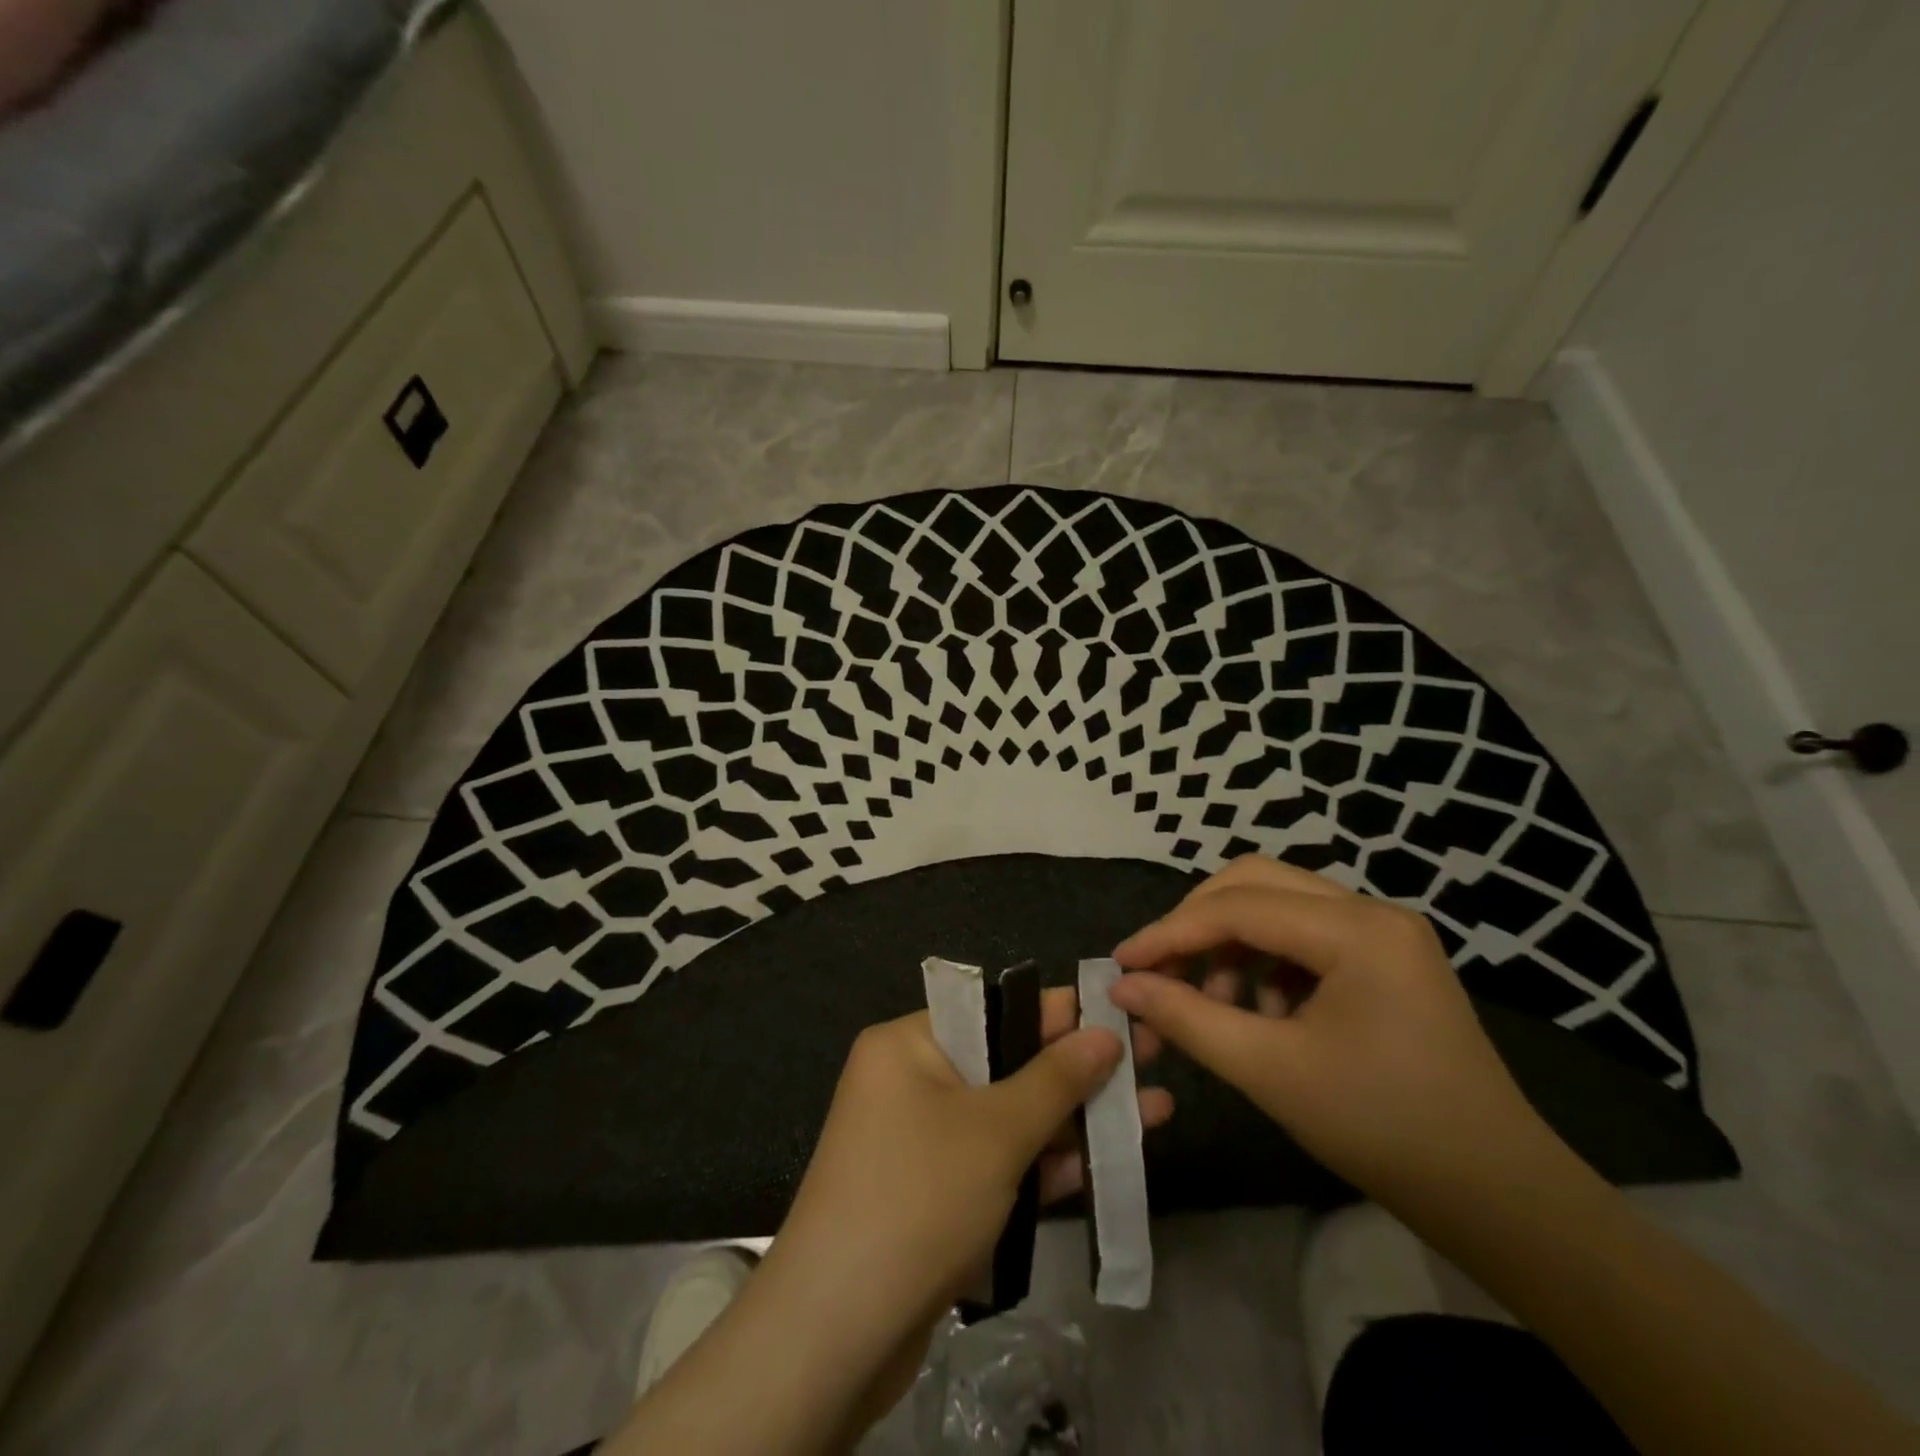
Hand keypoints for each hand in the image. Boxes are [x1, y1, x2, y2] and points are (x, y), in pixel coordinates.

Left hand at [614, 992, 1170, 1453]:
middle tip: (1151, 1062)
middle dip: (1080, 1071)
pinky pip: (1000, 1164)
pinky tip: (1111, 1163)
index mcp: (910, 1044)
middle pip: (1009, 1064)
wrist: (836, 1334)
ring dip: (1076, 1121)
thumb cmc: (918, 1198)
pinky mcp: (939, 1196)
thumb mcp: (995, 1130)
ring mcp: (926, 1141)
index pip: (995, 1009)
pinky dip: (1047, 1165)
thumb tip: (1104, 1032)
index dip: (1061, 1010)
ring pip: (1012, 1118)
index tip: (1120, 1007)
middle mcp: (914, 1081)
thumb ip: (1055, 1078)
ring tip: (1155, 1111)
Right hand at [1110, 855, 1562, 1211]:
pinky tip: (1259, 1011)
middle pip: (1255, 883)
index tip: (1121, 964)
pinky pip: (1304, 934)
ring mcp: (1384, 932)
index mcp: (1357, 930)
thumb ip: (1187, 1018)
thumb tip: (1123, 987)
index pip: (1237, 907)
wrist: (1499, 1197)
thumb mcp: (1270, 1071)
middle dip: (1198, 924)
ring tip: (1213, 1003)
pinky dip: (1265, 961)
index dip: (1170, 932)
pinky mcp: (1386, 958)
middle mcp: (1373, 911)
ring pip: (1278, 905)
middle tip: (1160, 971)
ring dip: (1231, 943)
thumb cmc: (1383, 1130)